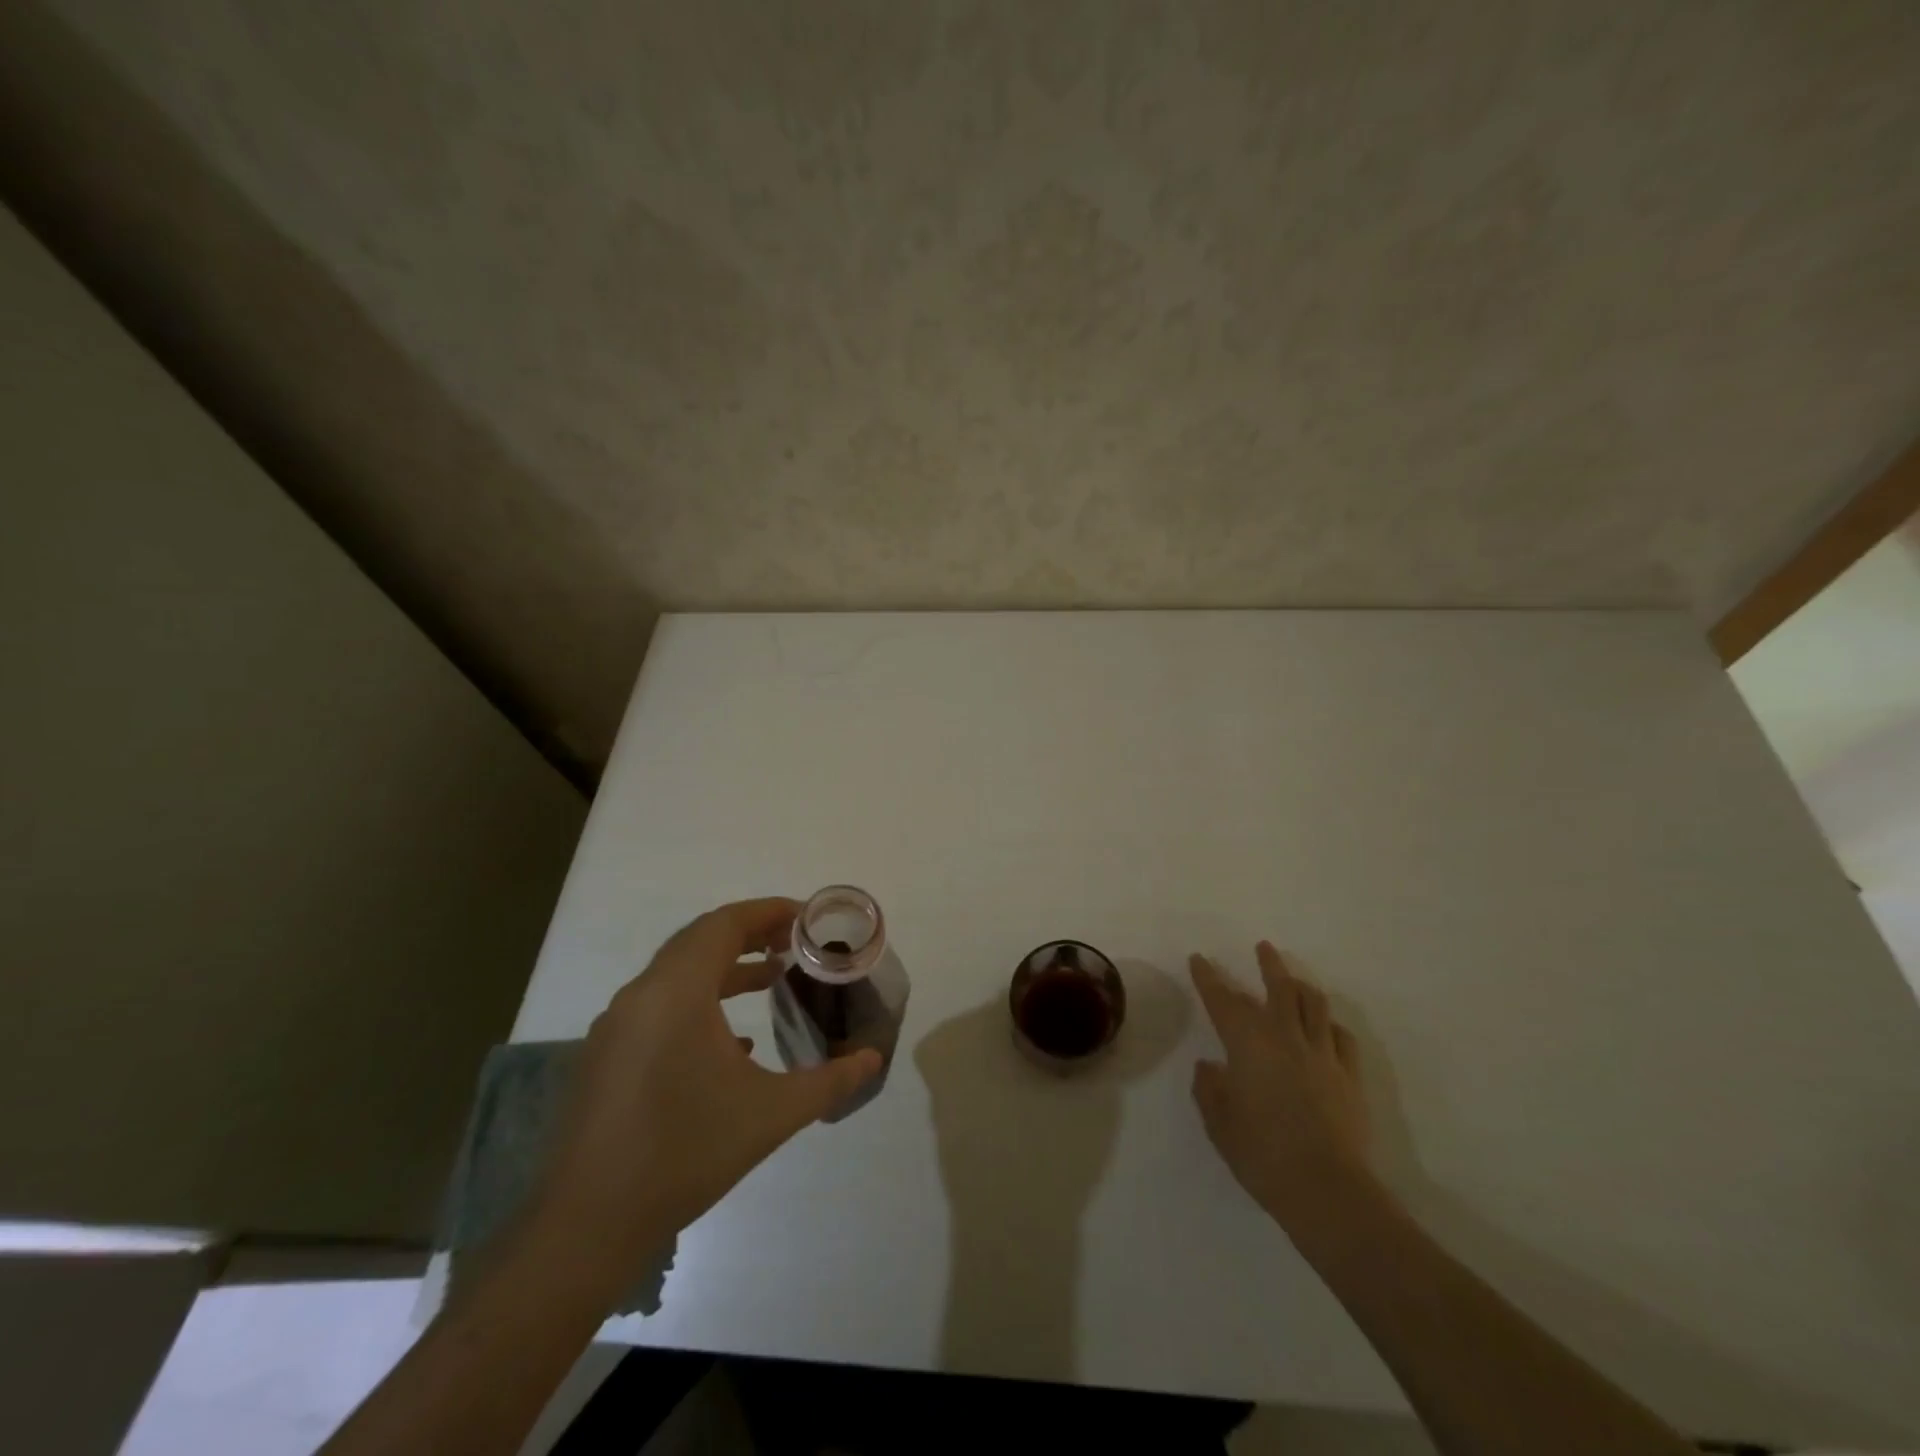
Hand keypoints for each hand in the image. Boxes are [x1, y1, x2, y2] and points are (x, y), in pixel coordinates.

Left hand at [522, 898, 881, 1301]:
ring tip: (772, 979)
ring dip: (725, 969)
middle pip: (700, 941)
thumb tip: (872, 1060)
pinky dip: (700, 1002)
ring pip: (678, 974)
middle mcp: (641, 996)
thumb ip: (829, 1081)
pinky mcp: (606, 1056)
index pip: (724, 924)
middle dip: (751, 934)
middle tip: (796, 943)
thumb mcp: (771, 1115)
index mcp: (676, 992)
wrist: (587, 1226)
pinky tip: (734, 1043)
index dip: (768, 912)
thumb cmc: (685, 1153)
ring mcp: (617, 1026)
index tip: (807, 918)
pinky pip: (660, 1006)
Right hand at [1189, 942, 1378, 1235]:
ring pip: (1315, 1005)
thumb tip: (1210, 1067)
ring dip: (1302, 986)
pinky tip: (1327, 1029)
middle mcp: (1285, 1037)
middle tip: (1264, 947)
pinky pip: (1341, 1038)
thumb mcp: (1219, 1122)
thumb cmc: (1261, 1153)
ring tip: (1295, 980)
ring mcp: (1322, 1055)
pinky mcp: (1349, 1077)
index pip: (1222, 1000)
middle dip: (1268, 964)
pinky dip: (1330, 1026)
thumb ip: (1210, 1089)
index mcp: (1247, 1043)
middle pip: (1279, 988)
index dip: (1208, 978)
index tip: (1199, 959)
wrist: (1326, 1189)